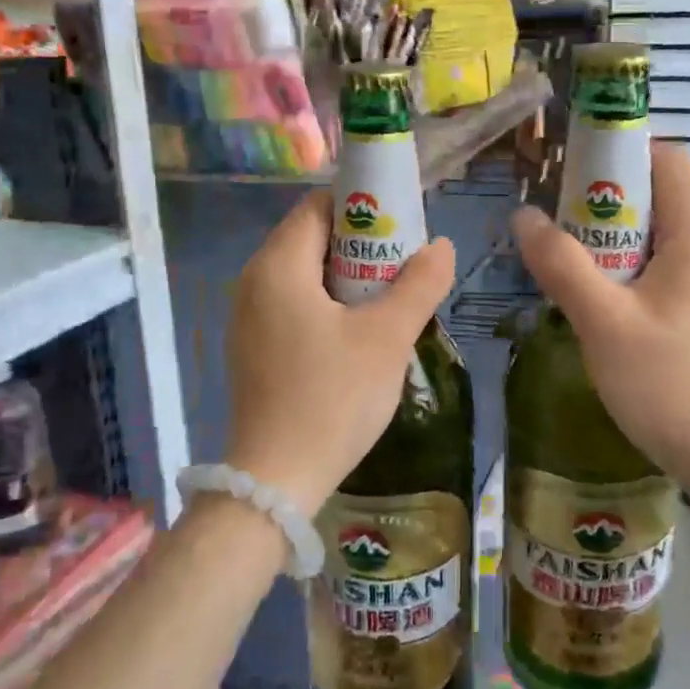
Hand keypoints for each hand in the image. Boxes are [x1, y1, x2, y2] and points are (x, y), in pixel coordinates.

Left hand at [225, 192, 455, 515]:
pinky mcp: (254, 347)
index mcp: (278, 266)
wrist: (276, 482)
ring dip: (349, 277)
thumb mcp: (388, 337)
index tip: (402, 226)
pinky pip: (295, 304)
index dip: (364, 206)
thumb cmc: (333, 398)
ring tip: (391, 299)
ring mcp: (249, 317)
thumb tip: (440, 246)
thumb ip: (420, 284)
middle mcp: (254, 281)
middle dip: (362, 244)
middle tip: (405, 266)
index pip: (319, 206)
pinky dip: (329, 303)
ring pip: (305, 274)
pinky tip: (360, 333)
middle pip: (312, 238)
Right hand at [512, 145, 689, 495]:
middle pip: (658, 198)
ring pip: (657, 239)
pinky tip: (599, 301)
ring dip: (611, 241)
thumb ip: (562, 265)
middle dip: (603, 201)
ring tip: (567, 260)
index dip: (621, 150)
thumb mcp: (604, 324)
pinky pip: (664, 271)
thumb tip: (524, 215)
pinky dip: (628, 270)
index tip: (571, 167)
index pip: (668, 161)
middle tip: (554, 220)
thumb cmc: (669, 386)